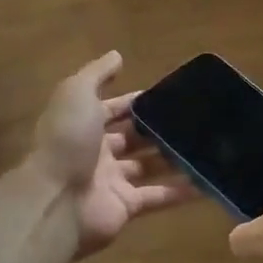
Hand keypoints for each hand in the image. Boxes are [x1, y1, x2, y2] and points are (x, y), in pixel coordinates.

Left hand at [29, 51, 192, 257]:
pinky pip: (158, 196)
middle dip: (157, 130)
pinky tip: (206, 182)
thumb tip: (117, 55)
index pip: (112, 110)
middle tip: (193, 120)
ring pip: (148, 167)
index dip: (134, 103)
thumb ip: (97, 74)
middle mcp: (97, 153)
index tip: (168, 95)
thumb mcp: (77, 93)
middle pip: (132, 139)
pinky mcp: (126, 207)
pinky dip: (180, 192)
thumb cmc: (67, 140)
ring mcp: (111, 182)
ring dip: (173, 158)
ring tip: (206, 146)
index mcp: (83, 125)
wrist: (55, 200)